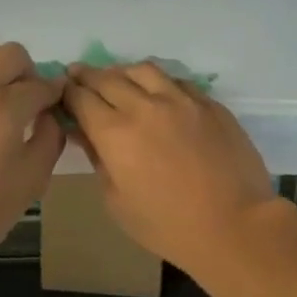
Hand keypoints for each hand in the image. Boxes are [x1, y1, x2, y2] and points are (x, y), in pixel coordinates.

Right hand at [62, 62, 278, 274]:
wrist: (234, 225)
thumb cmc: (168, 225)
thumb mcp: (117, 202)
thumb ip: (98, 159)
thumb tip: (84, 132)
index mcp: (115, 132)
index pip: (82, 98)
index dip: (68, 92)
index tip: (62, 90)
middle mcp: (145, 106)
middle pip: (108, 78)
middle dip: (88, 75)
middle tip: (78, 74)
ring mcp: (181, 100)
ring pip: (144, 70)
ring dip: (123, 71)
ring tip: (119, 78)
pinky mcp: (209, 103)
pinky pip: (177, 81)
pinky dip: (159, 82)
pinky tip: (159, 92)